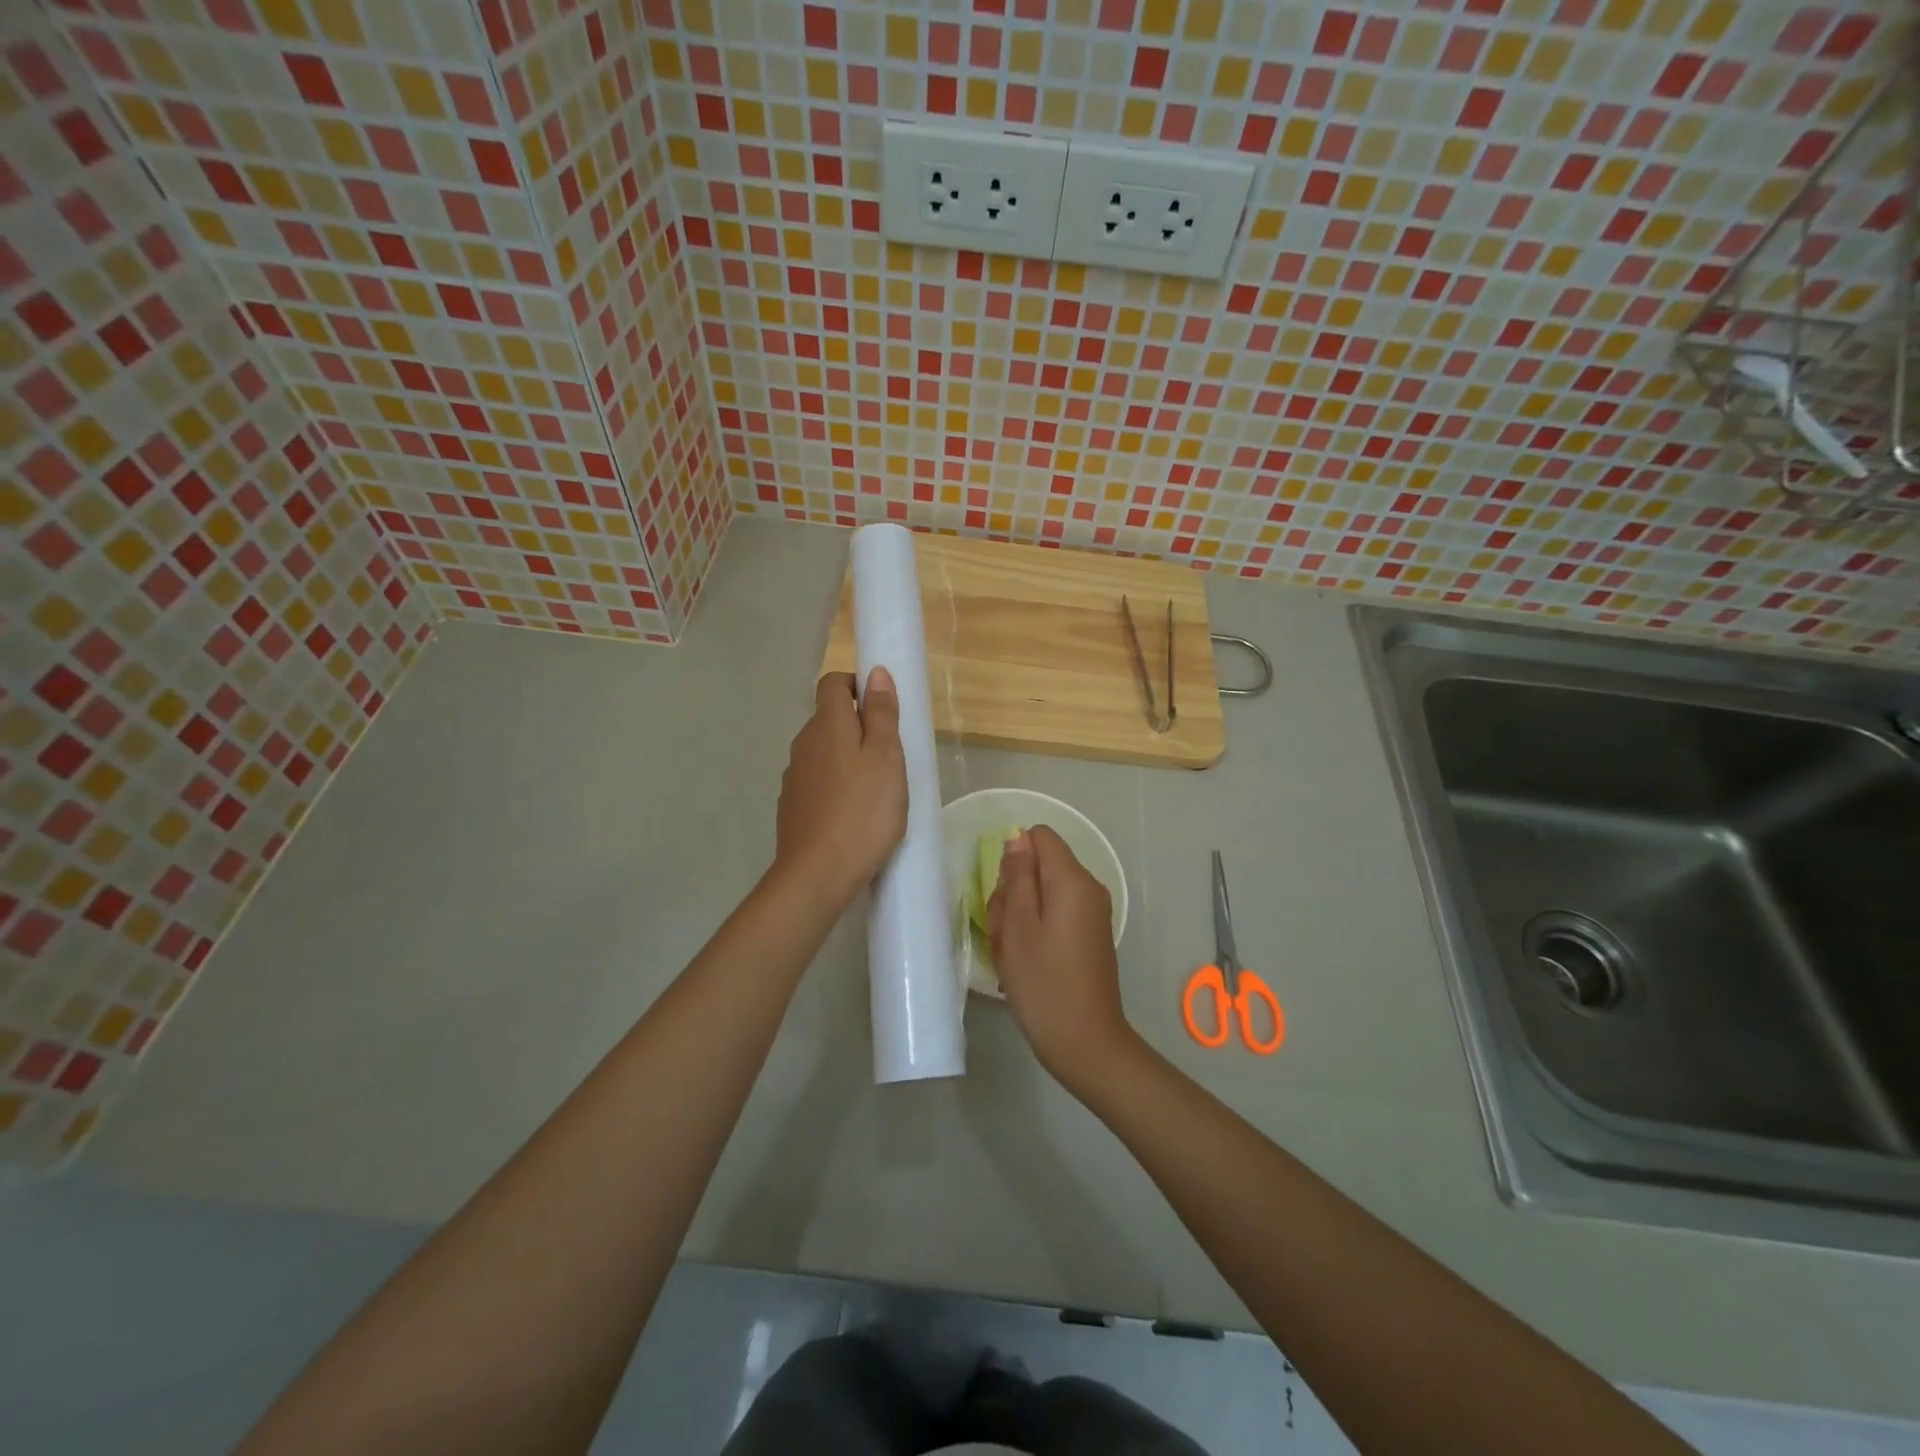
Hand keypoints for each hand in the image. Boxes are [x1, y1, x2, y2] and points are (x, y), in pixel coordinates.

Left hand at [775, 669, 907, 904]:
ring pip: (823, 753)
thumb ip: (881, 714)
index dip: (856, 685)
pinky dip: (835, 787)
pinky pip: (817, 783)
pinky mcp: (792, 807)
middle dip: (858, 726)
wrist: (817, 873)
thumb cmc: (863, 810)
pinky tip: (852, 814)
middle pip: (829, 719)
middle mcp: (803, 744)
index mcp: (827, 725)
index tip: (883, 708)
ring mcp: (794, 777)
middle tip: (890, 755)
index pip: (833, 683)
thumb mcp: (886, 758)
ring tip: (875, 789)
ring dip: (847, 759)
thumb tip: (874, 672)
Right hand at [988, 825, 1136, 1095]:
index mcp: (1072, 880)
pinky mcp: (1088, 935)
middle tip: (1004, 932)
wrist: (1085, 1043)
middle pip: (1040, 865)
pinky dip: (1034, 930)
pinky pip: (1055, 915)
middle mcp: (1088, 889)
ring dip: (1019, 915)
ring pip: (1043, 892)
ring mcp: (1091, 913)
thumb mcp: (1018, 926)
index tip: (1004, 893)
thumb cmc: (1043, 983)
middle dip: (1013, 891)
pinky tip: (1024, 961)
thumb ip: (1017, 876)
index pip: (1040, 836)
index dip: (1014, 857)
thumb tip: (1018, 837)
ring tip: (1011, 953)